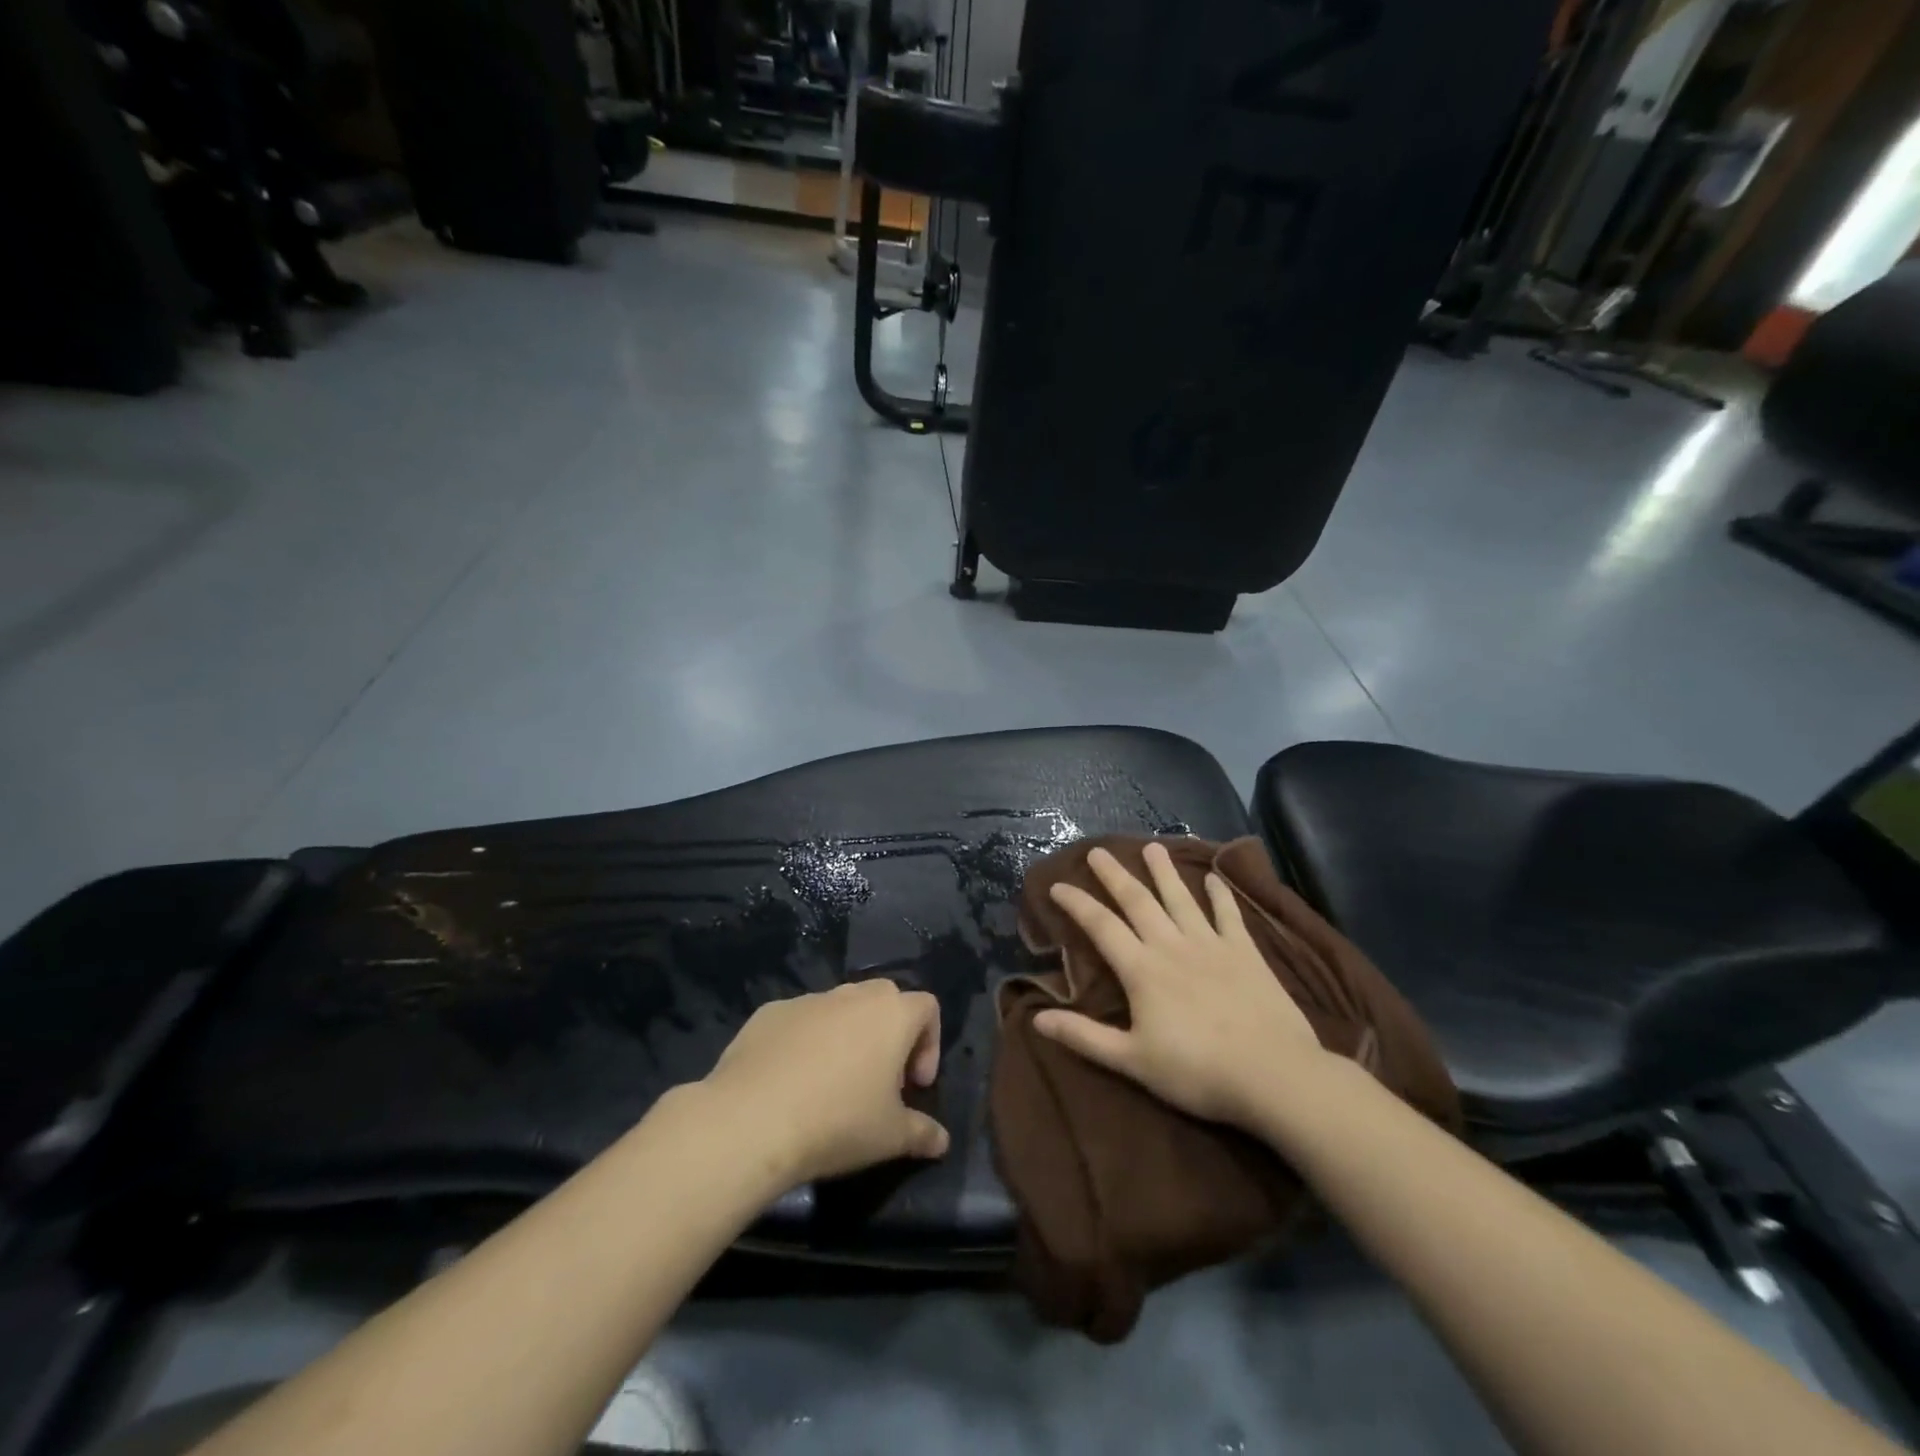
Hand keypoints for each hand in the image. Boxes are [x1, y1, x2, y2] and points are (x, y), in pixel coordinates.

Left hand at [700, 980, 950, 1184]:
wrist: (752, 1119)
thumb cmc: (837, 1122)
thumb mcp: (891, 1137)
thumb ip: (923, 1133)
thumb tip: (942, 1141)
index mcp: (891, 1014)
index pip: (927, 1008)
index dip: (929, 1044)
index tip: (915, 1086)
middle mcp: (853, 995)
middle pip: (884, 999)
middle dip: (889, 1034)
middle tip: (879, 1081)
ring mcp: (808, 1000)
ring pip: (840, 1008)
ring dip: (846, 1036)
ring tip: (832, 1085)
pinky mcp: (770, 1013)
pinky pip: (800, 1021)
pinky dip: (805, 1042)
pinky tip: (790, 1083)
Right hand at [1033, 842, 1328, 1129]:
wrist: (1272, 1074)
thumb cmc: (1197, 1071)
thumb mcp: (1132, 1061)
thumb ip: (1085, 1037)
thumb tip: (1037, 1018)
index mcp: (1142, 969)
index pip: (1101, 926)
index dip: (1077, 903)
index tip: (1057, 885)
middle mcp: (1172, 946)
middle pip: (1137, 901)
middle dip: (1114, 875)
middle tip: (1097, 851)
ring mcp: (1211, 944)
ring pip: (1180, 898)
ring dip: (1163, 871)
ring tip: (1151, 847)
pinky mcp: (1245, 952)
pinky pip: (1229, 915)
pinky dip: (1220, 895)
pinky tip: (1214, 878)